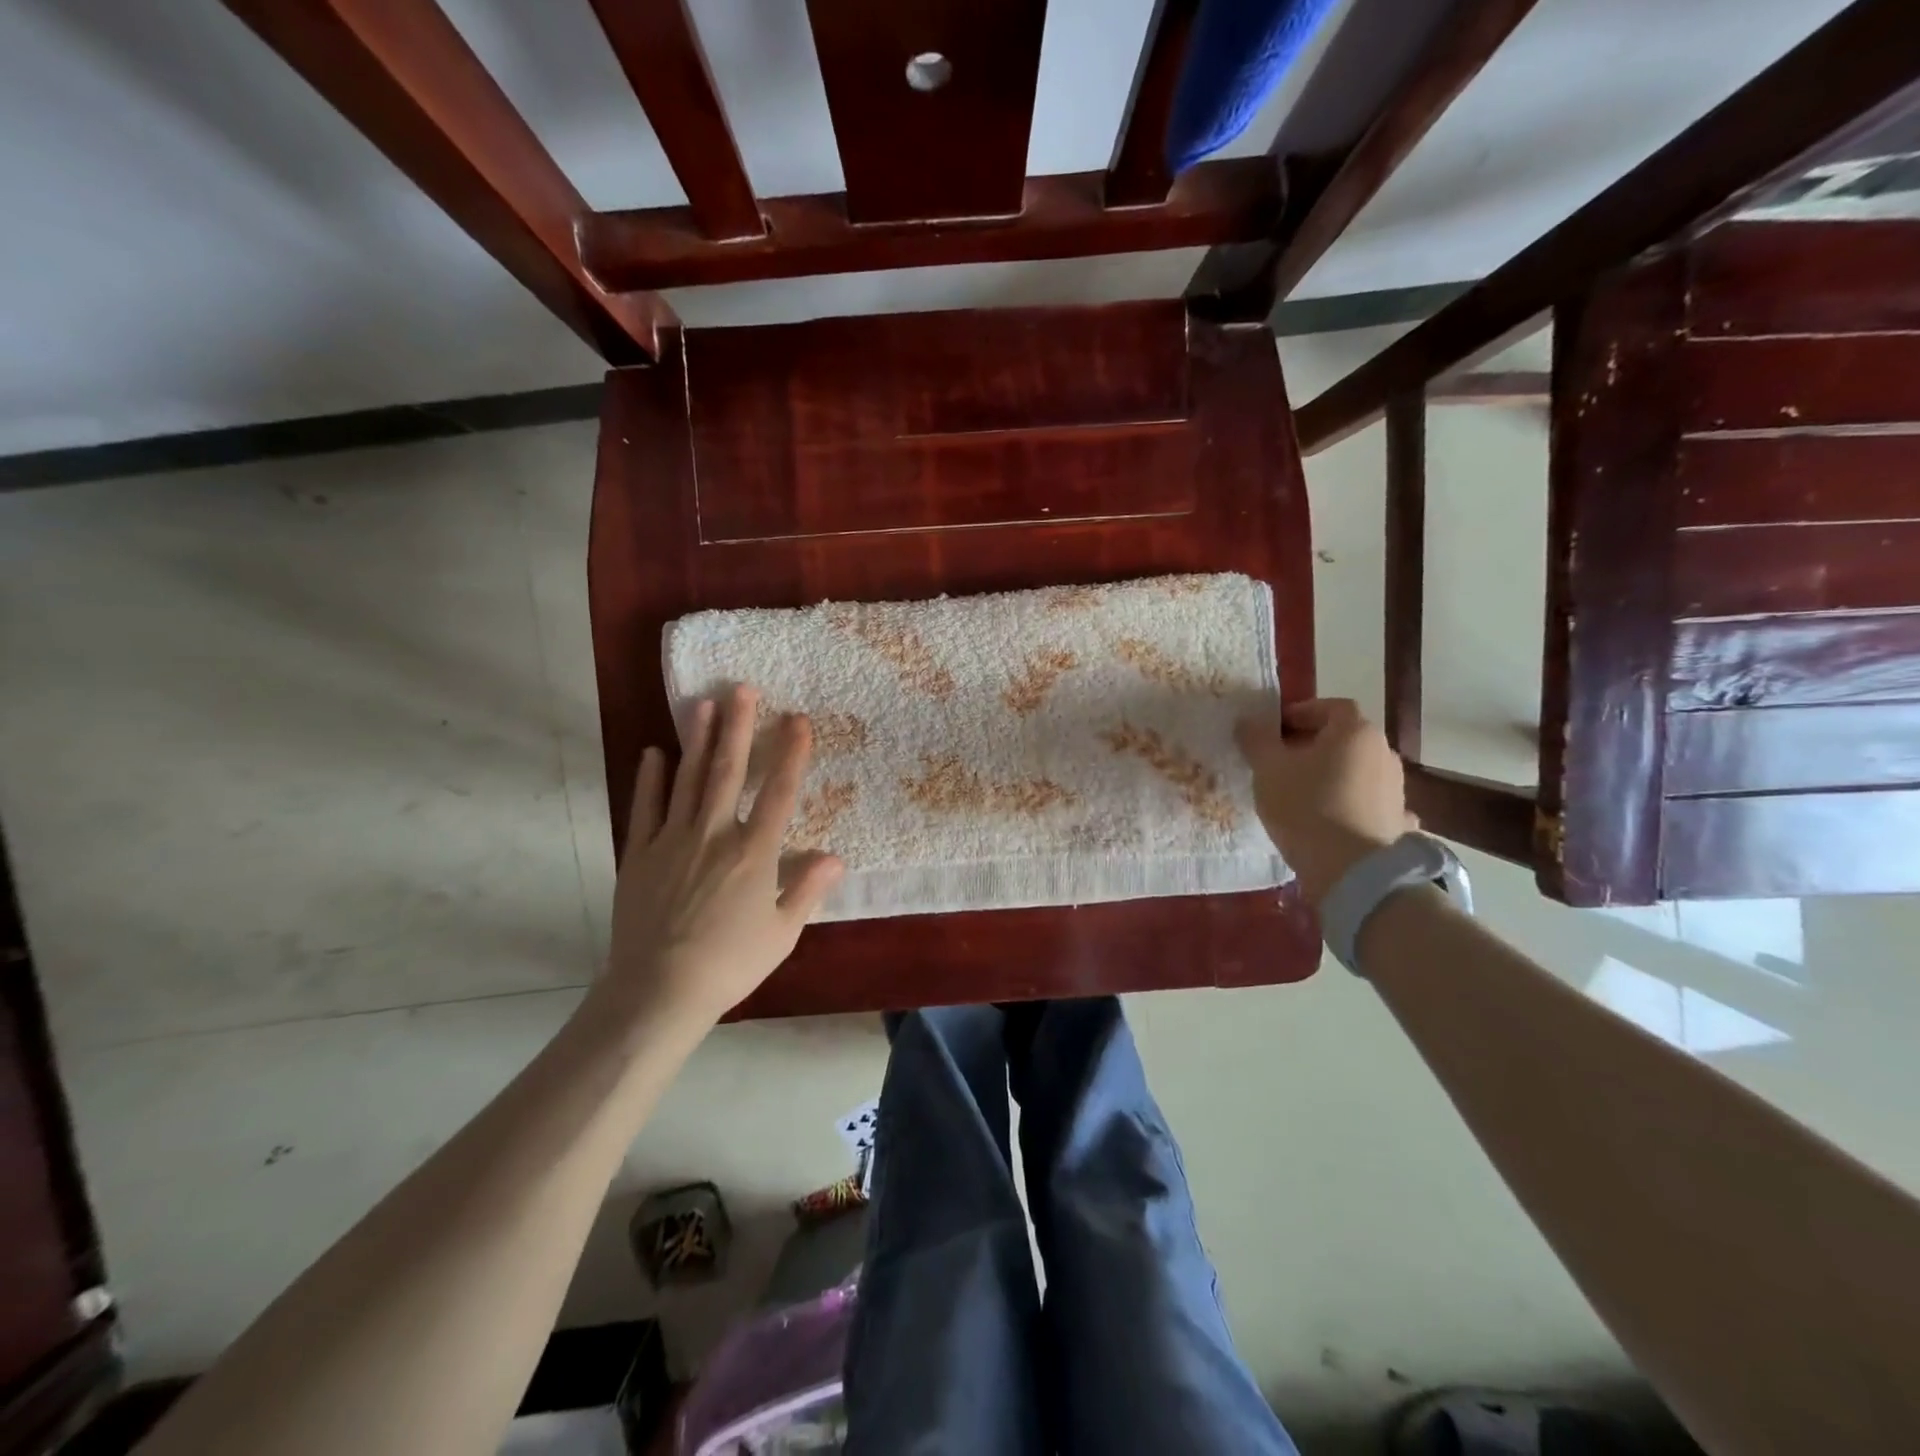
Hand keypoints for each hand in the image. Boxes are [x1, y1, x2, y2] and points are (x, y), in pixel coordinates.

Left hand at [605, 684, 842, 1029]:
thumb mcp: (781, 933)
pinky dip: (651, 780)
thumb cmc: (730, 964)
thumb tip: (836, 857)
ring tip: (702, 703)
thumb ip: (807, 889)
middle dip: (739, 727)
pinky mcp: (639, 855)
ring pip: (688, 780)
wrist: (658, 991)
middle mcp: (714, 834)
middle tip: (742, 688)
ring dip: (697, 739)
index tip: (798, 720)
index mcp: (754, 853)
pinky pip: (645, 808)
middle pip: (728, 771)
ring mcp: (672, 841)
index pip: (778, 792)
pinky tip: (654, 753)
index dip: (790, 754)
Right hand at [1234, 697, 1414, 907]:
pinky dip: (1350, 803)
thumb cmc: (1305, 806)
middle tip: (1280, 762)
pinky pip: (1367, 802)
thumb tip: (1249, 722)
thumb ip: (1256, 739)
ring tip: (1300, 793)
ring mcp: (1395, 788)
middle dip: (1312, 745)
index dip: (1299, 713)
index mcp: (1355, 731)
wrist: (1351, 870)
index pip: (1329, 707)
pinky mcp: (1396, 820)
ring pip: (1355, 770)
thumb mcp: (1267, 768)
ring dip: (1331, 774)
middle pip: (1344, 738)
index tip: (1273, 731)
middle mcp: (1383, 752)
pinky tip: (1333, 818)